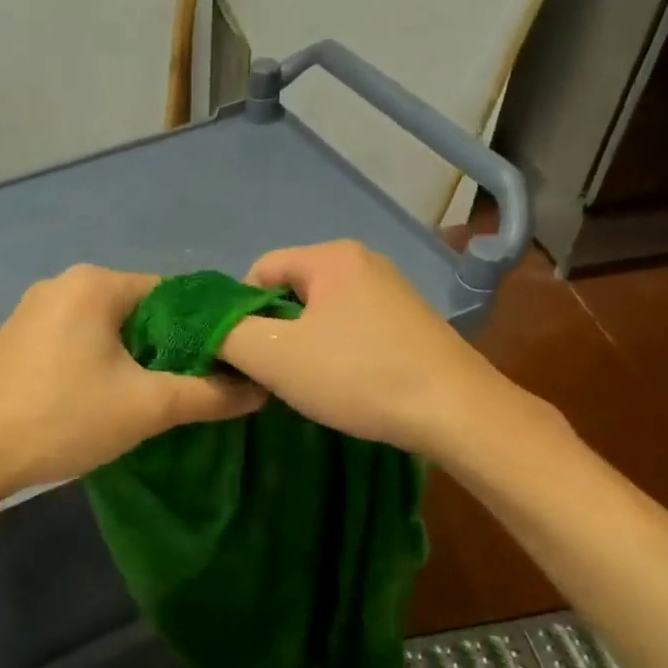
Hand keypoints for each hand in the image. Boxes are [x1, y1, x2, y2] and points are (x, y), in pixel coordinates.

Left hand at [0, 264, 265, 497]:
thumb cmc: (63, 418)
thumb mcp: (147, 408)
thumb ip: (209, 394)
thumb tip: (260, 390)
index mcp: (95, 284)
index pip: (173, 294)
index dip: (204, 329)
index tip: (223, 364)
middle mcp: (64, 283)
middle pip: (140, 309)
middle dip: (168, 346)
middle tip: (190, 387)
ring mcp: (34, 309)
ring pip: (108, 325)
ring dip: (134, 356)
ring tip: (152, 396)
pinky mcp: (18, 337)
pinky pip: (77, 337)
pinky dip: (100, 359)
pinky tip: (104, 395)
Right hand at [217, 240, 509, 460]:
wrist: (456, 411)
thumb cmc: (358, 375)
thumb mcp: (275, 357)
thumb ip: (229, 335)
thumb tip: (211, 329)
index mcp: (331, 256)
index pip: (259, 270)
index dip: (239, 312)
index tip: (243, 355)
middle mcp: (363, 262)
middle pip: (290, 291)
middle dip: (273, 331)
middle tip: (273, 375)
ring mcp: (392, 291)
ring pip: (320, 314)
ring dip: (303, 347)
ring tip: (309, 385)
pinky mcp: (409, 322)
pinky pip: (351, 328)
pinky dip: (336, 353)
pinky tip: (344, 385)